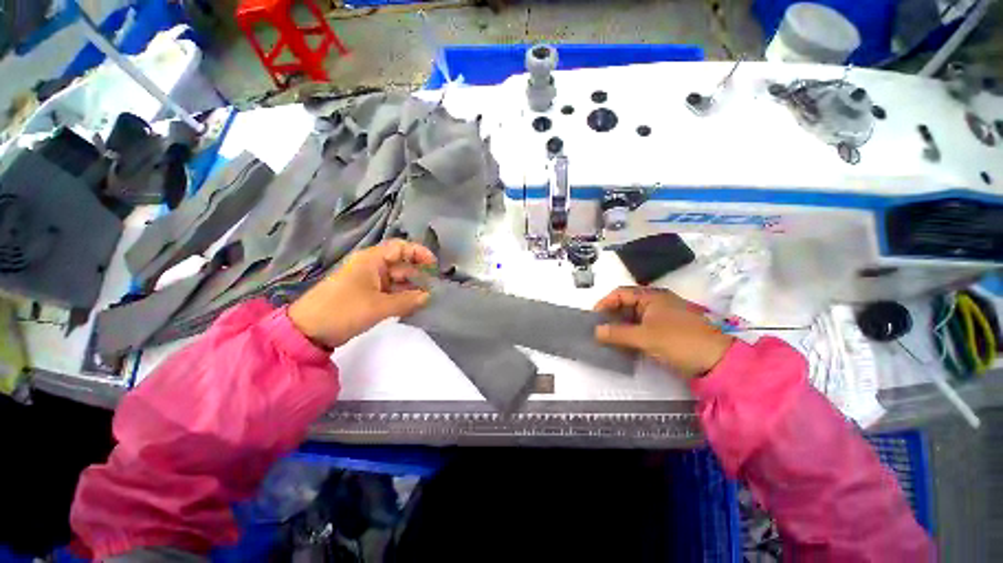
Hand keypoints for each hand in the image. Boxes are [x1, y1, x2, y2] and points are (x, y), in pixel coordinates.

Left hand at [289, 239, 436, 348]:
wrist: (308, 331)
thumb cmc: (344, 310)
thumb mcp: (379, 306)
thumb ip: (407, 301)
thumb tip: (429, 297)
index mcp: (371, 260)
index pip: (400, 248)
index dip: (419, 253)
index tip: (434, 266)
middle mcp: (371, 267)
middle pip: (401, 265)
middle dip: (418, 275)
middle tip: (434, 289)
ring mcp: (368, 281)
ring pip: (396, 280)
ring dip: (411, 289)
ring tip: (426, 300)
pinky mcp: (366, 295)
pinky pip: (389, 291)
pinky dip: (401, 297)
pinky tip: (412, 306)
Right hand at [593, 287, 734, 379]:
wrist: (718, 360)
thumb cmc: (679, 341)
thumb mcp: (644, 337)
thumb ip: (617, 333)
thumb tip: (595, 332)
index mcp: (651, 296)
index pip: (620, 293)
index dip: (604, 303)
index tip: (593, 318)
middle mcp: (656, 302)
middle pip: (626, 304)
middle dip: (611, 316)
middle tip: (598, 330)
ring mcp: (663, 316)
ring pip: (634, 317)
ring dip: (620, 326)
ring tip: (608, 338)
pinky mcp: (668, 330)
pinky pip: (643, 327)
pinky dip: (631, 333)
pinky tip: (625, 344)